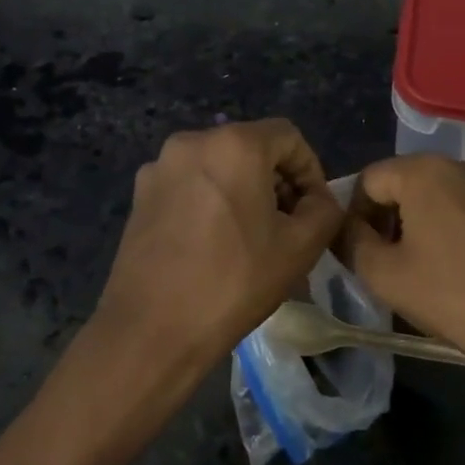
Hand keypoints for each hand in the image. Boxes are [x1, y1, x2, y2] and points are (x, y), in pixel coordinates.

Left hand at [90, 118, 344, 387]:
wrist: (152, 328)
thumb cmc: (234, 282)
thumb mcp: (301, 248)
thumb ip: (324, 209)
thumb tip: (317, 199)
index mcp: (233, 144)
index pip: (288, 136)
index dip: (310, 170)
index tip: (313, 210)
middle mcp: (192, 142)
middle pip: (250, 147)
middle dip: (275, 180)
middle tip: (286, 225)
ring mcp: (159, 166)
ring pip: (217, 166)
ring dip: (242, 191)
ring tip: (250, 237)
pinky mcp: (140, 193)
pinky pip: (188, 184)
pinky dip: (209, 201)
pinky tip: (212, 243)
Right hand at [339, 156, 464, 414]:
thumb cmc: (454, 297)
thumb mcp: (383, 275)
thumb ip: (352, 241)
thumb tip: (348, 227)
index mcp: (425, 171)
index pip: (369, 180)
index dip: (355, 214)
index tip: (360, 252)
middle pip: (409, 182)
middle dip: (392, 217)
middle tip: (392, 262)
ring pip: (447, 196)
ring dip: (429, 223)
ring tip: (433, 269)